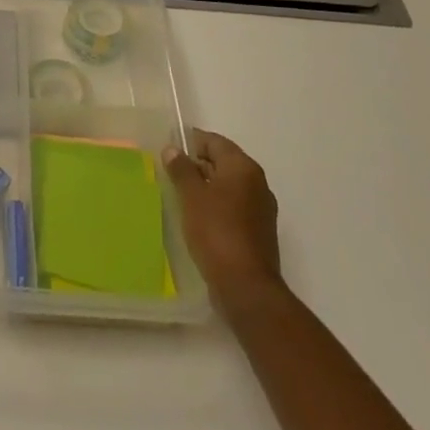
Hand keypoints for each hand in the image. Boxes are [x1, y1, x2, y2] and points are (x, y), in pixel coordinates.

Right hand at [164, 128, 283, 315]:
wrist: (246, 287)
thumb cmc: (216, 232)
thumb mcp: (191, 196)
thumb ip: (181, 169)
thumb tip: (172, 149)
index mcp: (243, 168)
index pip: (215, 142)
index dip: (191, 142)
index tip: (168, 150)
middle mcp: (257, 183)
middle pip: (223, 162)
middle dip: (197, 165)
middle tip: (170, 173)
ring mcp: (261, 209)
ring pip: (228, 187)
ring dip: (206, 187)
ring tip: (179, 195)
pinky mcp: (259, 232)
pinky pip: (233, 207)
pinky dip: (216, 206)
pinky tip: (197, 218)